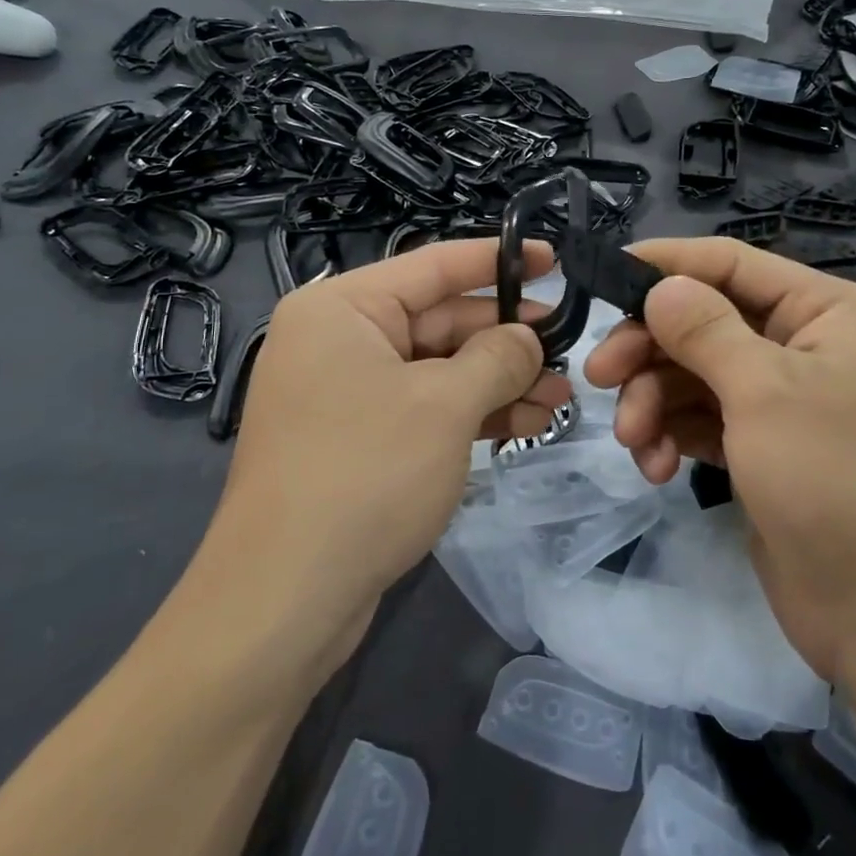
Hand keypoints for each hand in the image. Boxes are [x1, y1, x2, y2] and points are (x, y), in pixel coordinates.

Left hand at [185, 239, 570, 687]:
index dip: (498, 260)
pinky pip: (424, 409)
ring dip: (498, 382)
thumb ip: (496, 358)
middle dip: (506, 339)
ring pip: (437, 370)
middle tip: (568, 348)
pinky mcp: (358, 441)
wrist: (286, 597)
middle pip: (439, 321)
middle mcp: (338, 341)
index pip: (433, 267)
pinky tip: (525, 424)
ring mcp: (346, 394)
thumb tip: (526, 338)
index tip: (554, 258)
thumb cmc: (366, 474)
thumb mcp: (445, 405)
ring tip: (561, 397)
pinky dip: (472, 415)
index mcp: (342, 309)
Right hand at [583, 237, 855, 680]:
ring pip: (695, 377)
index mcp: (826, 312)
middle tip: (599, 377)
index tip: (604, 278)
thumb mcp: (765, 391)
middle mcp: (805, 348)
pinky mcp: (763, 451)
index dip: (667, 265)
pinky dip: (674, 437)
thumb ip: (705, 330)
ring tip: (636, 443)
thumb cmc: (837, 479)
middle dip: (650, 351)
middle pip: (704, 323)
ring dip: (655, 403)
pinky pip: (703, 422)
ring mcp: (783, 403)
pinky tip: (658, 469)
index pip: (732, 264)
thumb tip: (660, 284)